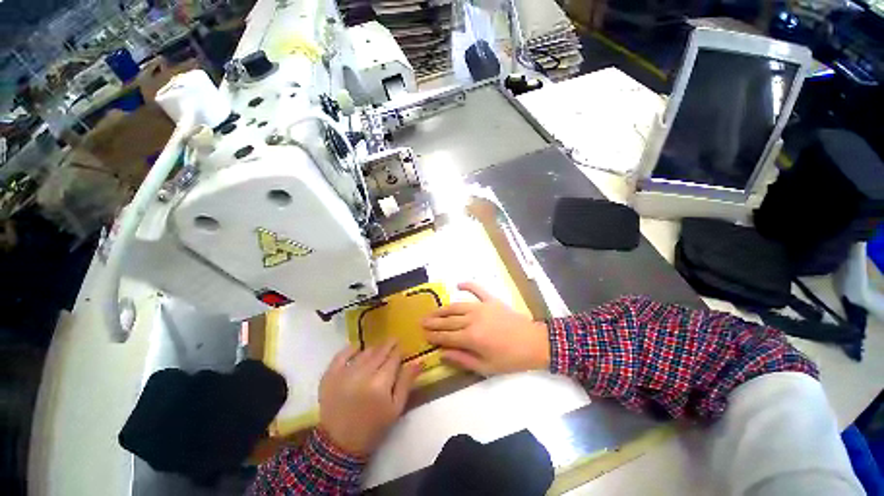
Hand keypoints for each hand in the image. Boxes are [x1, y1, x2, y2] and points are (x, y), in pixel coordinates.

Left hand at [319, 340, 421, 455]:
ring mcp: (344, 374)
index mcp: (380, 383)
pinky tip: (357, 348)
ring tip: (378, 350)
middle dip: (388, 345)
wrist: (340, 445)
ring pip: (364, 352)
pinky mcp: (329, 376)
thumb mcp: (396, 408)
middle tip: (393, 342)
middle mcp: (362, 374)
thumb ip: (407, 382)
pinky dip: (350, 349)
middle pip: (380, 352)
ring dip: (373, 349)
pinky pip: (341, 355)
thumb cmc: (373, 427)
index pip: (394, 357)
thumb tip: (418, 361)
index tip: (402, 349)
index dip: (399, 351)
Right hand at [422, 282, 549, 375]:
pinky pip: (477, 290)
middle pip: (448, 321)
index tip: (423, 334)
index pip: (446, 336)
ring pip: (457, 306)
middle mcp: (472, 320)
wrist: (534, 342)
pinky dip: (468, 285)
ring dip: (443, 309)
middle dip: (433, 322)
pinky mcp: (491, 300)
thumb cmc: (510, 359)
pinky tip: (458, 284)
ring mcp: (482, 307)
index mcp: (471, 338)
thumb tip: (442, 354)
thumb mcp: (486, 367)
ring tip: (432, 311)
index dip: (433, 336)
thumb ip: (462, 359)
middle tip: (422, 322)